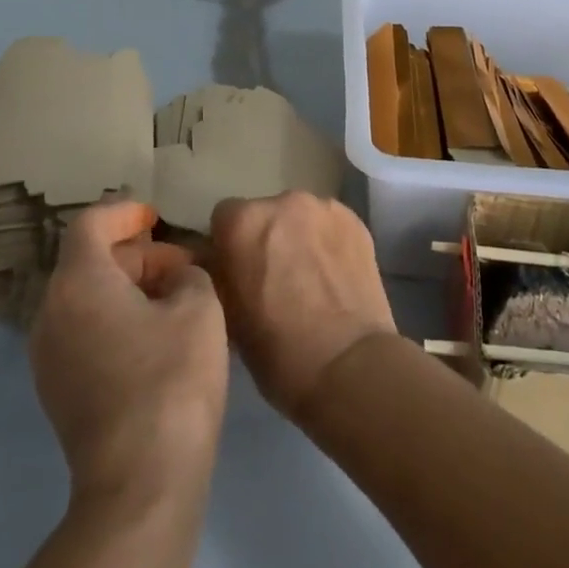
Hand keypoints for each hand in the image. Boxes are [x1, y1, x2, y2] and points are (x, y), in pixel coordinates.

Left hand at [29, 201, 228, 508]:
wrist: (140, 484)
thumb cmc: (171, 379)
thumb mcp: (199, 306)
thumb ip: (188, 274)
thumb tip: (176, 280)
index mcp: (78, 283)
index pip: (90, 224)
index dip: (124, 211)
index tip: (157, 217)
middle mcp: (51, 314)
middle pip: (89, 262)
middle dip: (137, 255)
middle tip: (183, 266)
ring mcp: (49, 358)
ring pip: (87, 299)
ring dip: (129, 288)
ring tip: (177, 299)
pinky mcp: (58, 392)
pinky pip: (85, 332)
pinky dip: (117, 319)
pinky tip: (158, 337)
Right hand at [208, 192, 395, 416]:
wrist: (349, 366)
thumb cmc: (278, 350)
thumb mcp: (227, 316)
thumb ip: (216, 274)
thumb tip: (212, 260)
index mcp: (243, 222)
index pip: (224, 218)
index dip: (229, 246)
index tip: (238, 273)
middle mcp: (283, 201)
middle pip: (265, 213)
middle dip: (265, 238)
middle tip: (274, 279)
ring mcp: (324, 207)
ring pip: (299, 217)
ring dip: (297, 237)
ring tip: (309, 279)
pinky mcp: (356, 220)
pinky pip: (329, 225)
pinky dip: (327, 242)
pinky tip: (334, 275)